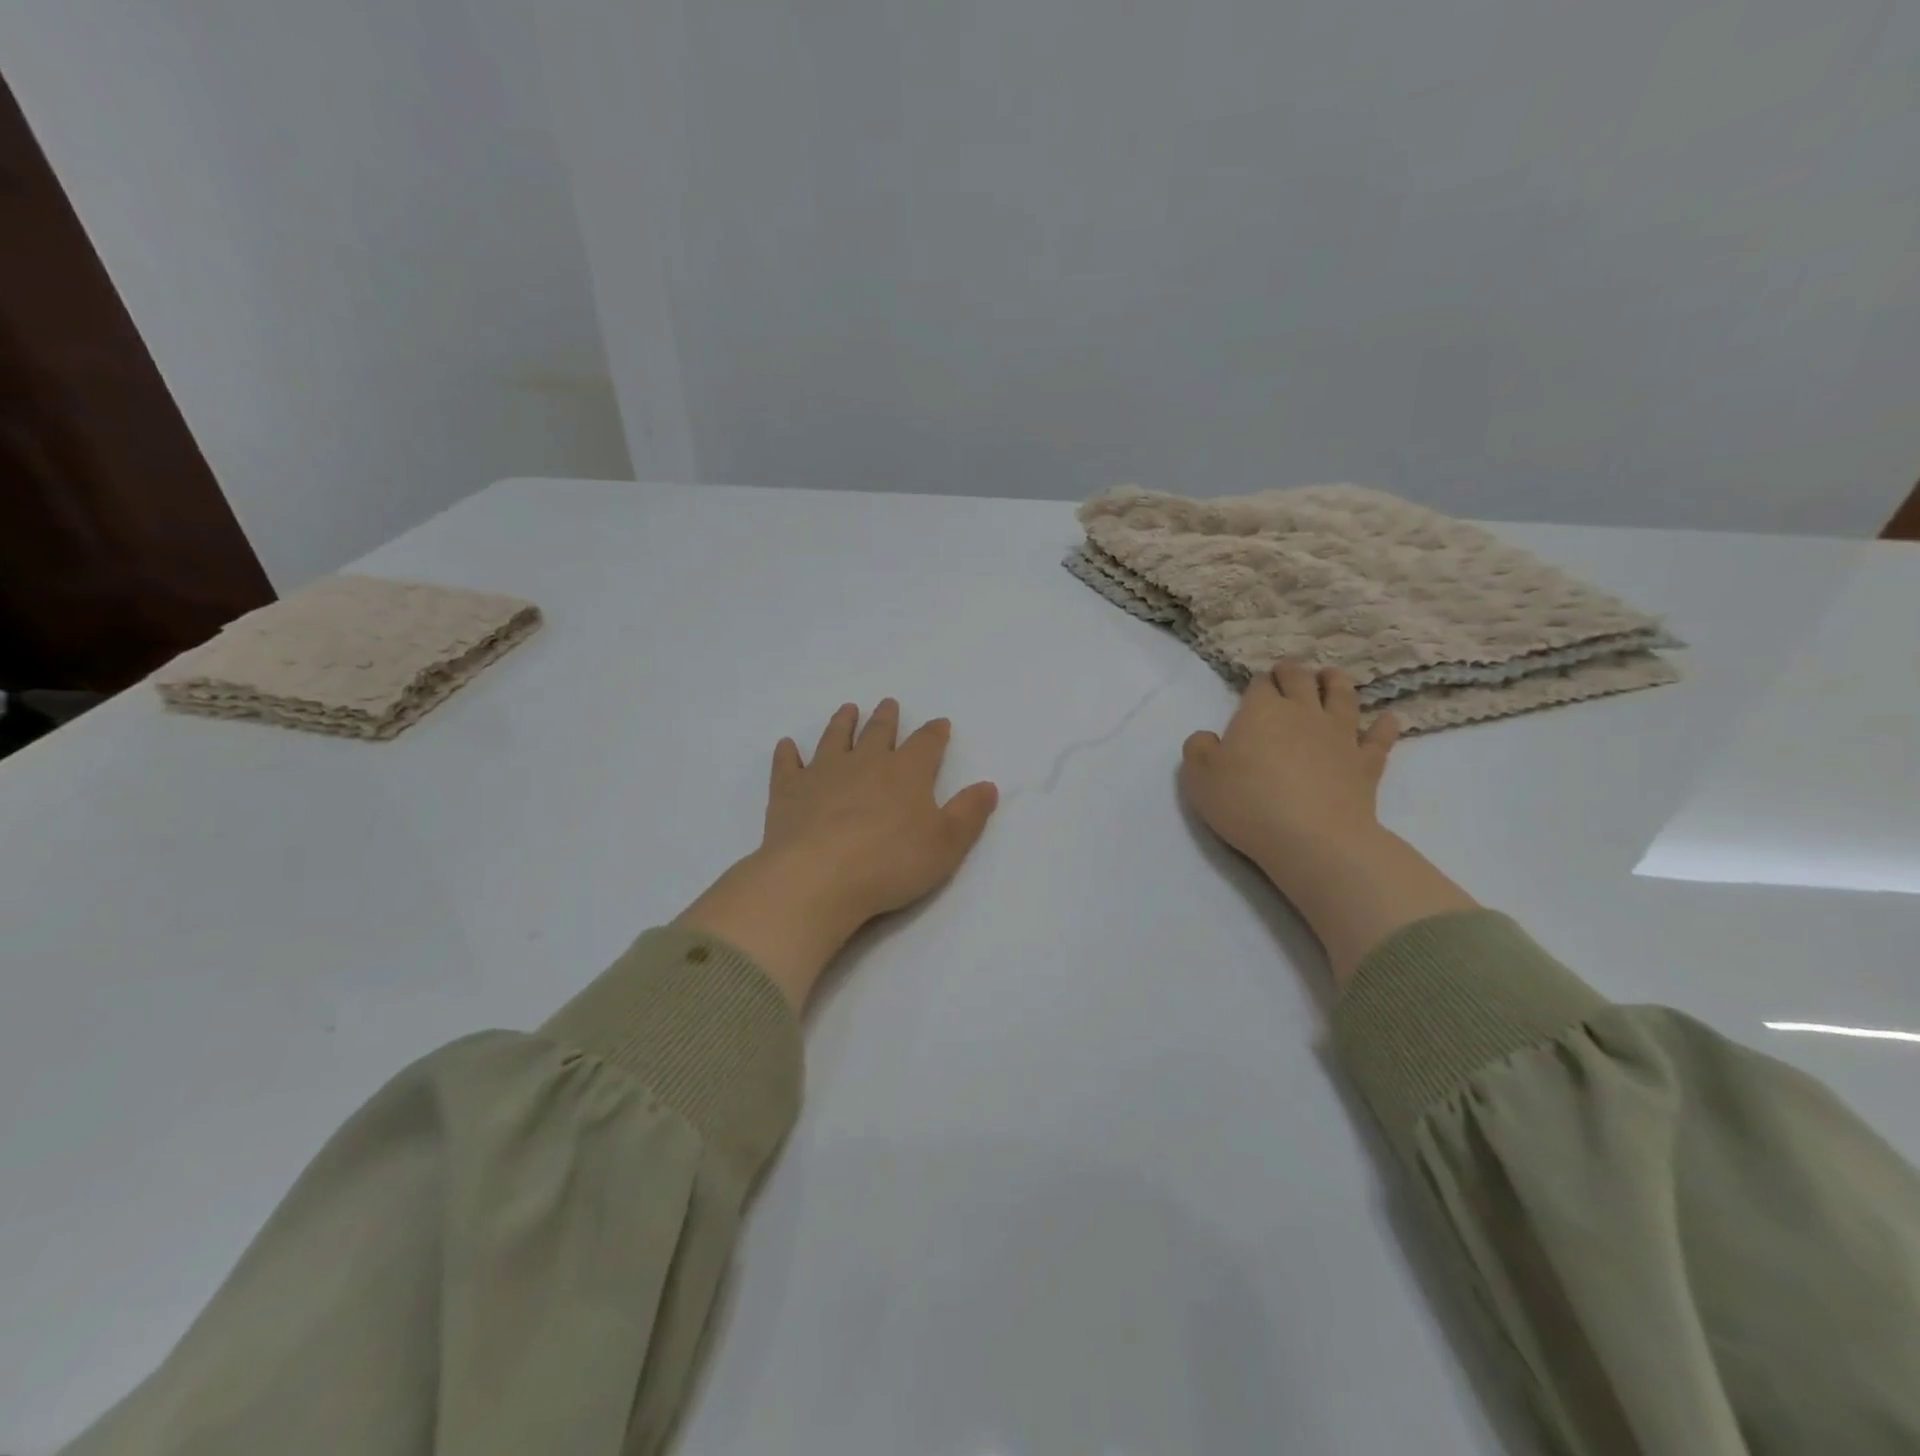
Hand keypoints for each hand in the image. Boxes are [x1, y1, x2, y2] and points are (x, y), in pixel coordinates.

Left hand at [676, 700, 998, 1008]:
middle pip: (879, 732)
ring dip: (843, 723)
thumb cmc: (890, 863)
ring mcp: (823, 773)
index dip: (935, 733)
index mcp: (906, 772)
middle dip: (887, 718)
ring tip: (847, 709)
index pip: (926, 744)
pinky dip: (787, 754)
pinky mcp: (788, 791)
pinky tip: (786, 745)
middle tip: (888, 704)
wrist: (818, 877)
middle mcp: (865, 762)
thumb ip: (968, 814)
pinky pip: (787, 765)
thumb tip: (988, 786)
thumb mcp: (946, 844)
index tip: (939, 723)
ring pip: (835, 738)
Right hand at [1181, 660, 1400, 879]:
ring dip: (1336, 682)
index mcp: (1261, 711)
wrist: (1312, 837)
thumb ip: (1198, 749)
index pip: (1259, 684)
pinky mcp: (1366, 763)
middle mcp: (1303, 713)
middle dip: (1292, 672)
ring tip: (1332, 677)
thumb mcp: (1199, 777)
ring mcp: (1340, 736)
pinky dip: (1384, 726)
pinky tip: (1387, 719)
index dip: (1256, 683)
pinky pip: (1379, 738)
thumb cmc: (1247, 802)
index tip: (1254, 688)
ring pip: (1342, 696)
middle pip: (1300, 680)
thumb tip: (1207, 738)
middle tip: (1287, 671)